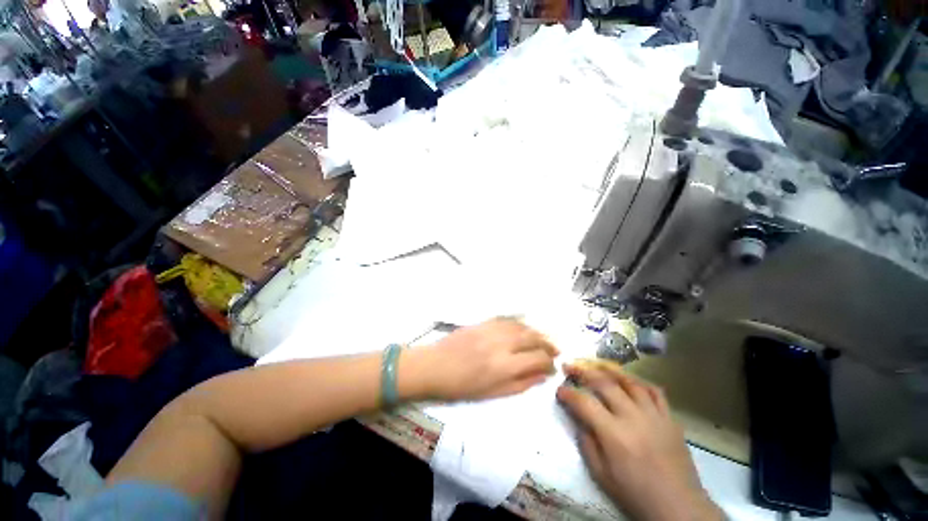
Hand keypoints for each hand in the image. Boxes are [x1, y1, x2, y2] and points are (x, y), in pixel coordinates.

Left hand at [414, 318, 558, 401]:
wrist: (435, 366)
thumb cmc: (462, 387)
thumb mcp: (493, 394)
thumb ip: (521, 384)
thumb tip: (542, 376)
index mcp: (504, 366)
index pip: (537, 359)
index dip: (549, 363)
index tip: (553, 368)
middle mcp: (502, 343)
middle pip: (533, 337)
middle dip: (548, 343)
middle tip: (555, 350)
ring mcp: (492, 329)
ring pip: (522, 326)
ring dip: (536, 332)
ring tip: (543, 339)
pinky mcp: (484, 321)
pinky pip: (507, 319)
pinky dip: (520, 323)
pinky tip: (524, 328)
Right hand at [556, 362, 722, 520]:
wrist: (678, 506)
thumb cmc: (635, 493)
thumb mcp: (601, 475)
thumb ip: (586, 443)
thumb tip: (578, 419)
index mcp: (614, 434)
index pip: (584, 403)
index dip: (568, 393)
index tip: (560, 390)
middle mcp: (633, 417)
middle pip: (604, 383)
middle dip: (582, 371)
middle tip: (570, 366)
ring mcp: (654, 415)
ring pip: (629, 381)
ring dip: (609, 370)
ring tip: (596, 365)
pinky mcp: (670, 418)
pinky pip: (654, 391)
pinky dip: (639, 382)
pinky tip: (629, 381)